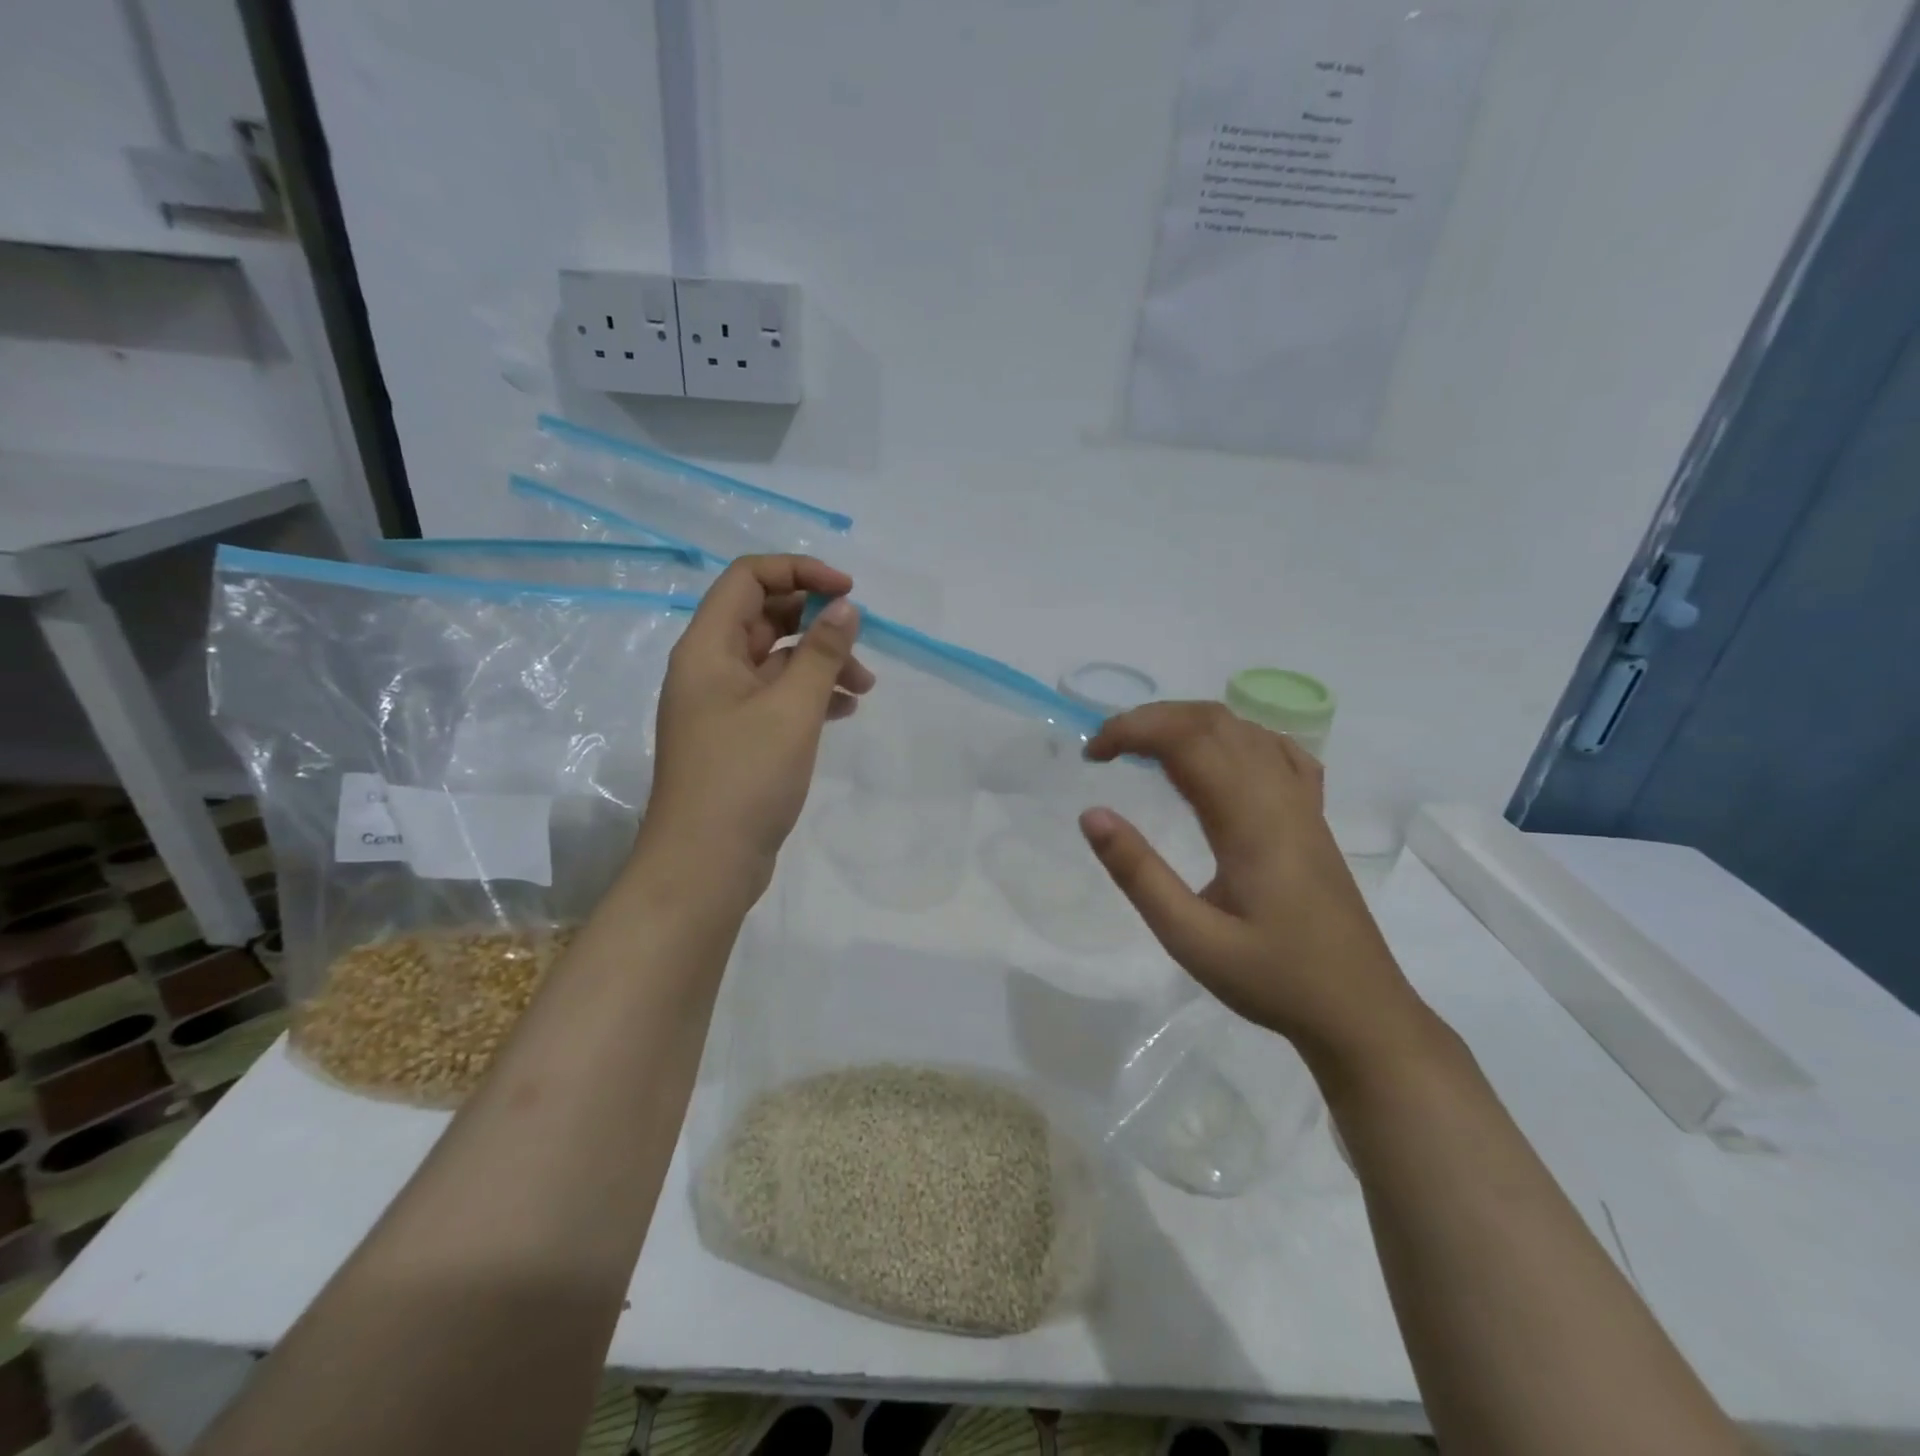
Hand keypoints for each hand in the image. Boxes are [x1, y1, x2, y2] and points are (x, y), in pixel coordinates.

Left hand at [638, 555, 869, 910]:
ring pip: (777, 661)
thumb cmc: (745, 777)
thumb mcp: (792, 708)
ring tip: (865, 688)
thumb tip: (845, 607)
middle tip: (860, 645)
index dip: (799, 572)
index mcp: (708, 648)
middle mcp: (709, 668)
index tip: (847, 593)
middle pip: (765, 617)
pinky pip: (777, 698)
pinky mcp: (737, 738)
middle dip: (817, 624)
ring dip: (820, 664)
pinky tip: (845, 711)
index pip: (749, 578)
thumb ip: (822, 652)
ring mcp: (722, 705)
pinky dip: (810, 696)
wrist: (705, 864)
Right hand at [1080, 702, 1428, 1067]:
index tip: (1091, 755)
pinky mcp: (1313, 816)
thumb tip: (1092, 815)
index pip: (1186, 739)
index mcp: (1249, 819)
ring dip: (1187, 723)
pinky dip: (1234, 736)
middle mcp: (1279, 795)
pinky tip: (1218, 757)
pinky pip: (1276, 750)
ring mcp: (1303, 802)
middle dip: (1151, 720)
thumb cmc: (1273, 979)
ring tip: (1144, 750)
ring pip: (1244, 728)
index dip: (1133, 730)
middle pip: (1213, 721)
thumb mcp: (1191, 938)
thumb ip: (1139, 874)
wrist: (1360, 1010)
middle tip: (1107, 750)